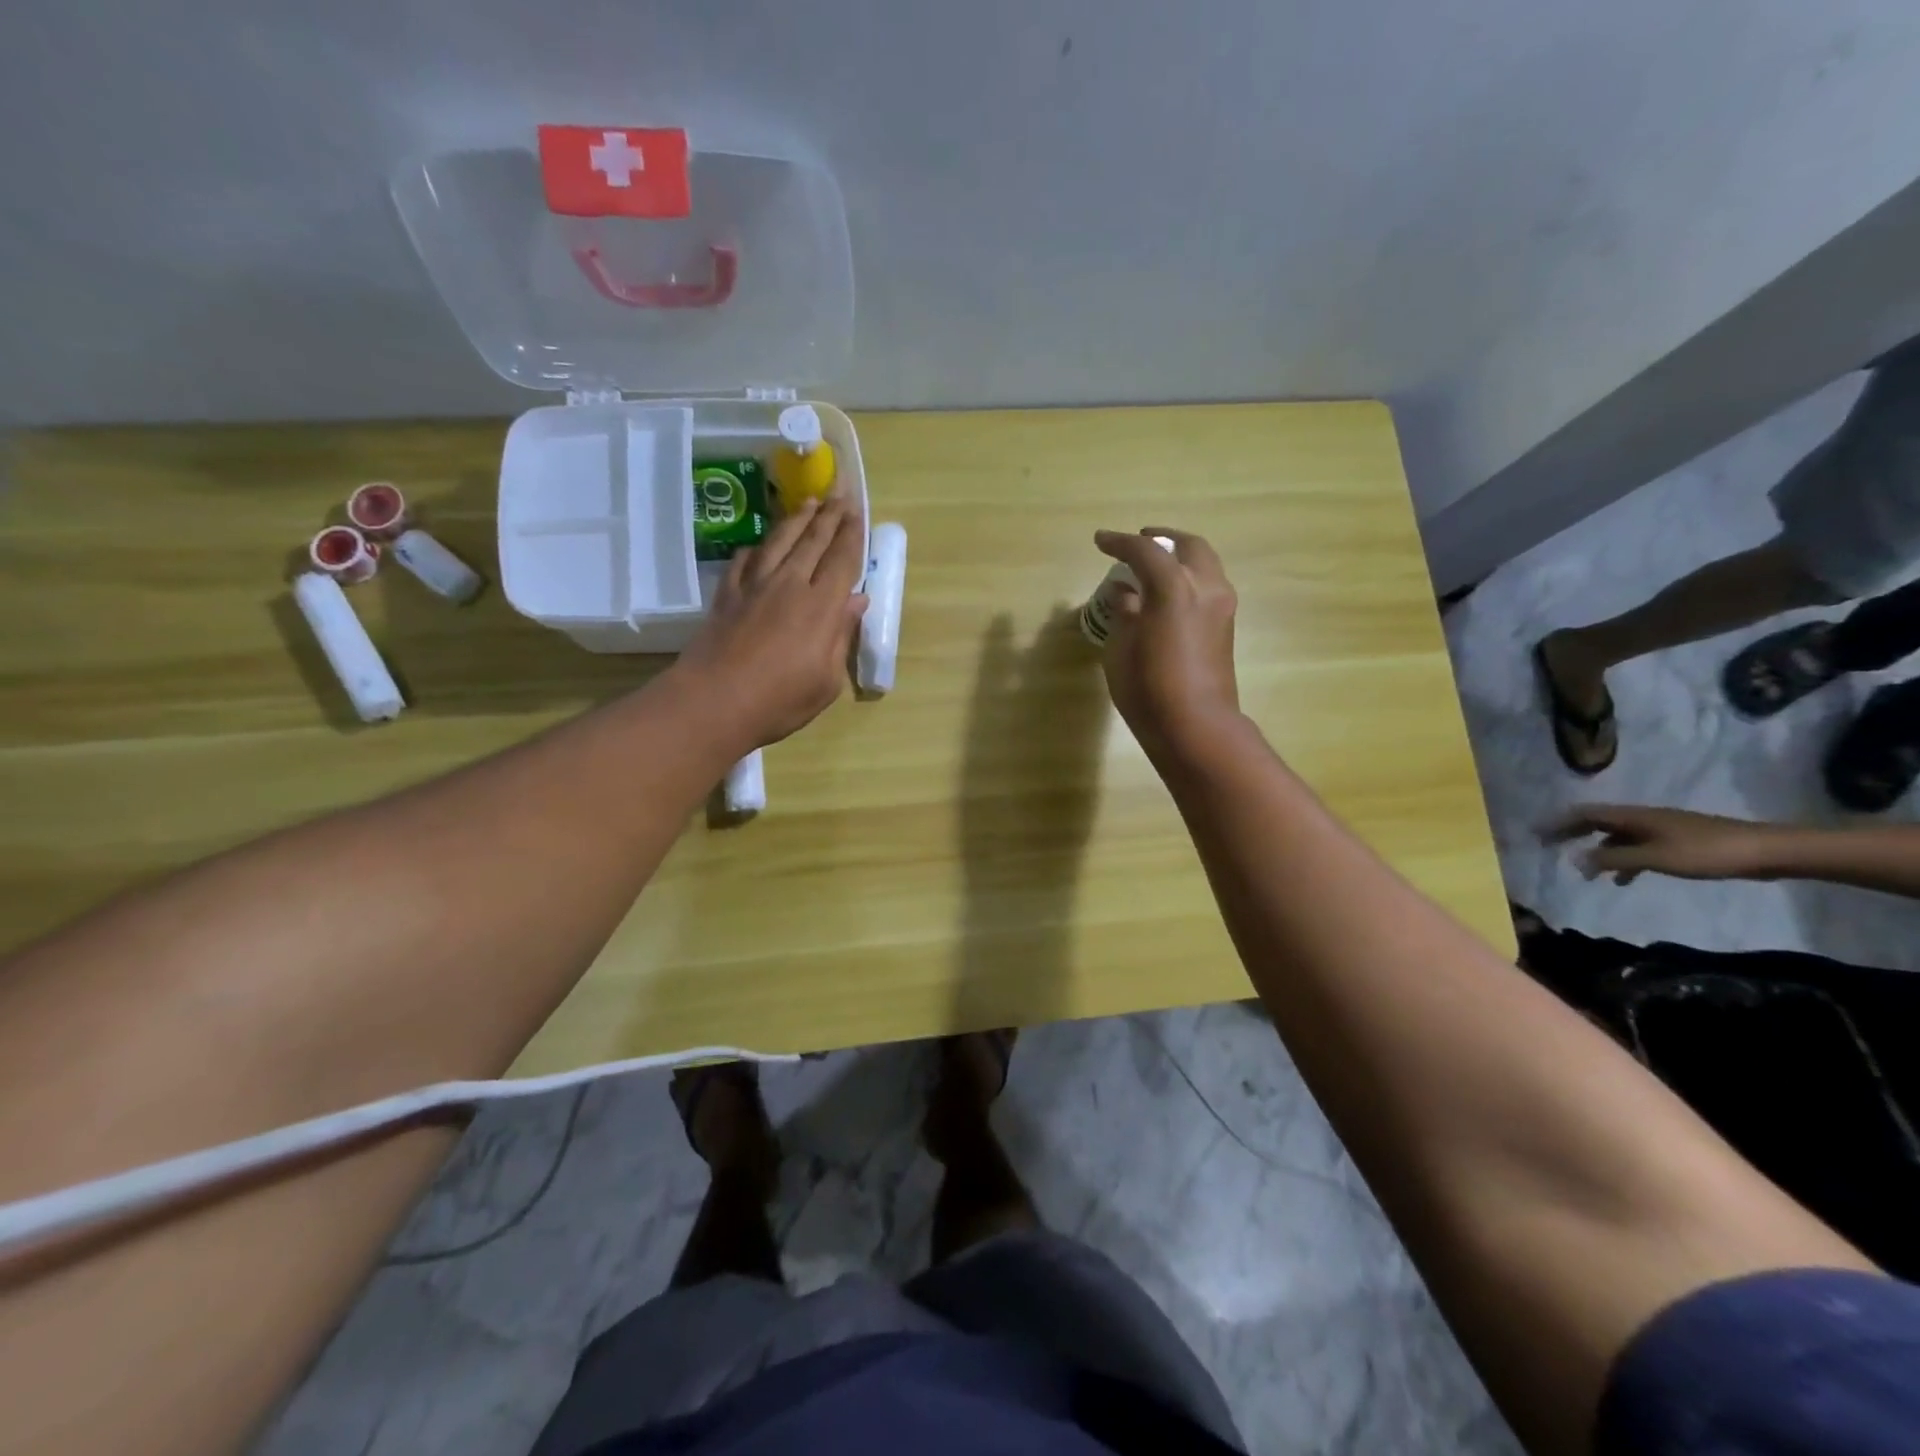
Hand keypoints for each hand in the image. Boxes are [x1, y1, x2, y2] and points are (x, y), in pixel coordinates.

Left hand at [674, 497, 868, 749]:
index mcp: (821, 607)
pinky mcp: (727, 594)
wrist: (714, 702)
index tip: (858, 510)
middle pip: (813, 541)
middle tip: (839, 492)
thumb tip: (857, 601)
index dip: (852, 533)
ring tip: (808, 502)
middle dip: (829, 515)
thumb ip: (841, 636)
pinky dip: (757, 547)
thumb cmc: (780, 701)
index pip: (842, 560)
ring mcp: (755, 586)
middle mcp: (790, 585)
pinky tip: (760, 544)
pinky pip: (745, 560)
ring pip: (780, 541)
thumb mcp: (826, 680)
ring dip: (797, 519)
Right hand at [1093, 527, 1239, 757]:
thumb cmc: (1148, 689)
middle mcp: (1205, 587)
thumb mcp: (1121, 649)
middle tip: (1139, 541)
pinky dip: (1188, 579)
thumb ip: (1124, 612)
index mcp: (1174, 588)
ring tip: (1154, 568)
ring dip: (1179, 559)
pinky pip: (1208, 586)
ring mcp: (1222, 606)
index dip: (1119, 542)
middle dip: (1162, 539)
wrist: (1196, 727)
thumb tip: (1126, 593)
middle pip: (1188, 546)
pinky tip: (1167, 595)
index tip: (1100, 541)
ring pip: (1204, 564)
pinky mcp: (1226, 626)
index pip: (1144, 551)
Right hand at [1546, 804, 1781, 884]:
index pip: (1584, 814)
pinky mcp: (1676, 842)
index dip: (1558, 823)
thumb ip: (1614, 858)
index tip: (1536, 834)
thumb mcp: (1655, 858)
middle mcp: (1641, 818)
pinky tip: (1624, 879)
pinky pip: (1637, 847)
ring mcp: (1660, 829)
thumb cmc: (1706, 852)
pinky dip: (1623, 860)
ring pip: (1617, 836)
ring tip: (1586, 872)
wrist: (1767, 851)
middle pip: (1597, 822)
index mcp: (1633, 816)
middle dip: (1571, 833)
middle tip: (1549, 845)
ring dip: (1598, 850)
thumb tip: (1575, 859)